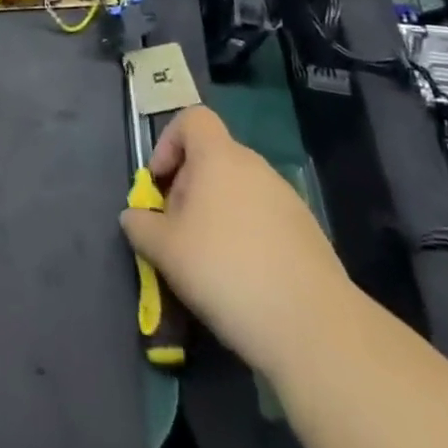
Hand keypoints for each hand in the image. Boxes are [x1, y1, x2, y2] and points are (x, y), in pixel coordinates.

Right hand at [119, 107, 347, 373]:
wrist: (314, 328)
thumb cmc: (227, 272)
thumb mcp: (166, 251)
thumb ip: (142, 226)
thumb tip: (133, 216)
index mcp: (219, 156)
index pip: (192, 118)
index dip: (169, 142)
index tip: (160, 183)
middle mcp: (254, 165)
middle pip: (213, 157)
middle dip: (190, 187)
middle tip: (178, 231)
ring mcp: (286, 197)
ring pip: (239, 190)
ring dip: (218, 213)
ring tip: (209, 261)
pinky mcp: (308, 232)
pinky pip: (265, 218)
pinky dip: (248, 236)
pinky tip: (246, 279)